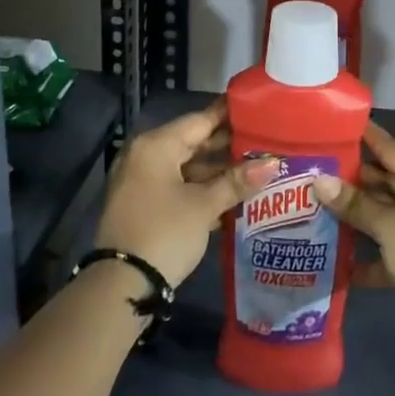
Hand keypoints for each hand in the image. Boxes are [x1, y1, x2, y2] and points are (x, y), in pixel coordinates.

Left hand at [94, 99, 274, 286]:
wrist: (121, 287)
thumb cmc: (165, 233)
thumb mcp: (204, 206)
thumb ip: (237, 181)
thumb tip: (273, 163)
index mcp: (156, 146)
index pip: (200, 120)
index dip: (230, 115)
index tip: (258, 108)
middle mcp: (145, 156)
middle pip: (193, 142)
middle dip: (227, 145)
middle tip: (264, 141)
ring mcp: (141, 181)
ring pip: (186, 165)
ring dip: (217, 170)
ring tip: (255, 167)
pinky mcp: (143, 204)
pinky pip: (177, 184)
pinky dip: (201, 187)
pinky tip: (231, 193)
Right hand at [313, 123, 394, 357]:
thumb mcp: (391, 227)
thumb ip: (355, 204)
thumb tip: (319, 181)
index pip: (393, 149)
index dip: (365, 138)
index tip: (334, 126)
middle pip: (387, 181)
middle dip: (353, 181)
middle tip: (312, 170)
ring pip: (385, 214)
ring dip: (355, 215)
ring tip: (313, 204)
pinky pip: (387, 245)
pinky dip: (365, 251)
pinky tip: (332, 253)